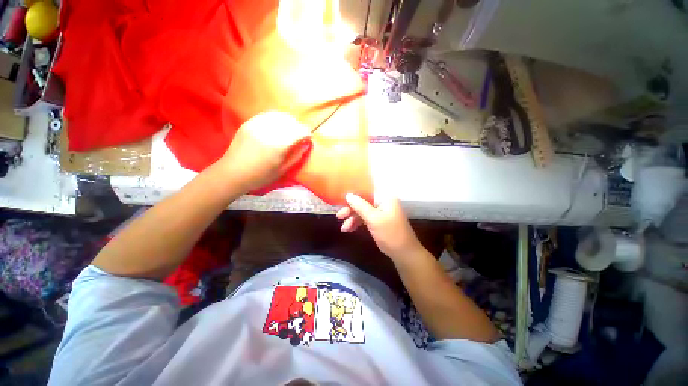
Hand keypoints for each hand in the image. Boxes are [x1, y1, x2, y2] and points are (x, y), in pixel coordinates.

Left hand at [219, 111, 311, 191]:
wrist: (232, 173)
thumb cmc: (260, 176)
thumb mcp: (283, 170)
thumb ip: (297, 156)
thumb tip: (306, 144)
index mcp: (278, 145)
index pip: (299, 131)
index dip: (307, 133)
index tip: (308, 138)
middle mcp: (269, 131)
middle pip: (291, 121)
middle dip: (299, 127)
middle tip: (300, 135)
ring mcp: (257, 125)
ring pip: (280, 115)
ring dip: (289, 121)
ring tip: (289, 130)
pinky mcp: (249, 123)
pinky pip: (267, 115)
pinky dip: (276, 118)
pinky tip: (277, 126)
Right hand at [336, 193, 423, 262]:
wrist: (404, 254)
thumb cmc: (391, 234)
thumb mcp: (374, 219)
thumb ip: (360, 206)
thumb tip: (347, 194)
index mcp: (385, 197)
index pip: (366, 190)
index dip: (352, 194)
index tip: (341, 201)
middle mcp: (382, 201)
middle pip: (362, 201)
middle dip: (350, 209)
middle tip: (339, 216)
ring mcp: (380, 211)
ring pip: (362, 211)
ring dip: (352, 218)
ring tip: (344, 229)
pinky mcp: (378, 220)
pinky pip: (365, 218)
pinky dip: (357, 223)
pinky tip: (349, 229)